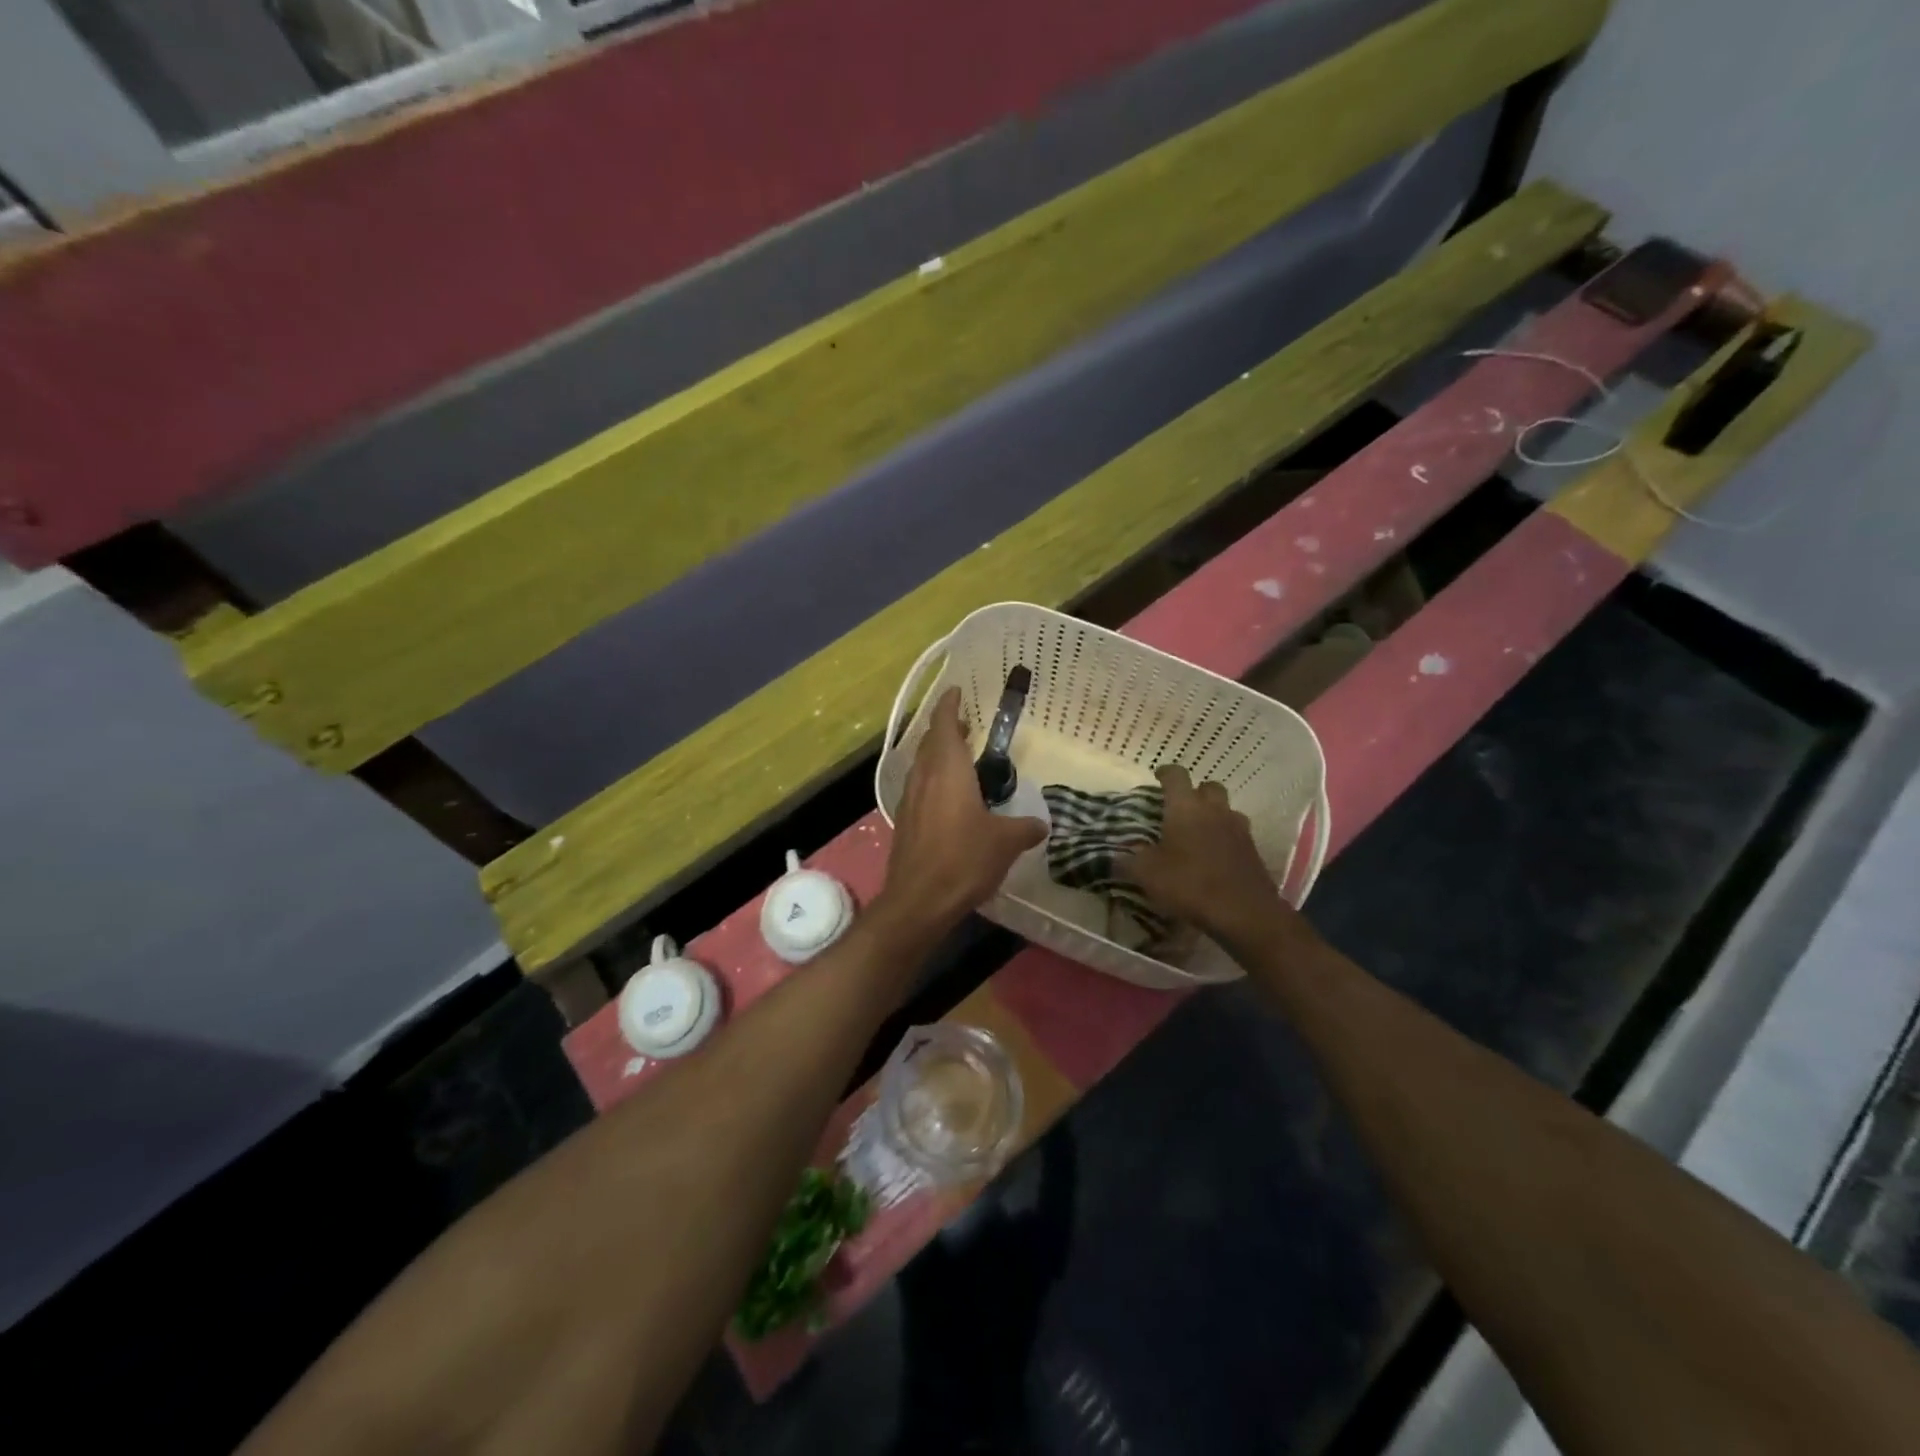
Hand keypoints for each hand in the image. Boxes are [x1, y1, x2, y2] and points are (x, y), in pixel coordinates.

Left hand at [876, 688, 1046, 936]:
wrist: (918, 900)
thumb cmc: (963, 860)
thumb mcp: (1005, 842)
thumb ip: (1024, 828)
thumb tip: (1041, 825)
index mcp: (948, 771)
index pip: (944, 725)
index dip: (949, 705)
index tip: (956, 691)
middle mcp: (924, 778)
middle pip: (930, 742)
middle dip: (946, 729)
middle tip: (966, 725)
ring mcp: (910, 800)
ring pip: (922, 765)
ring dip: (937, 754)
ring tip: (960, 758)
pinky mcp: (905, 822)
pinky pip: (919, 788)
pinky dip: (933, 779)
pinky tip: (949, 798)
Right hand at [1121, 764, 1304, 950]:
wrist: (1244, 913)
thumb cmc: (1189, 884)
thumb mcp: (1147, 874)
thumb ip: (1128, 860)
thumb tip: (1114, 856)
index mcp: (1185, 807)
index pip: (1176, 775)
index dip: (1165, 773)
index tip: (1157, 778)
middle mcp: (1214, 810)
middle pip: (1208, 786)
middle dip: (1194, 791)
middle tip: (1180, 807)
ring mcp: (1238, 828)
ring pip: (1226, 809)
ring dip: (1213, 813)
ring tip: (1199, 831)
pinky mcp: (1253, 849)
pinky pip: (1237, 832)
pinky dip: (1225, 836)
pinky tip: (1215, 854)